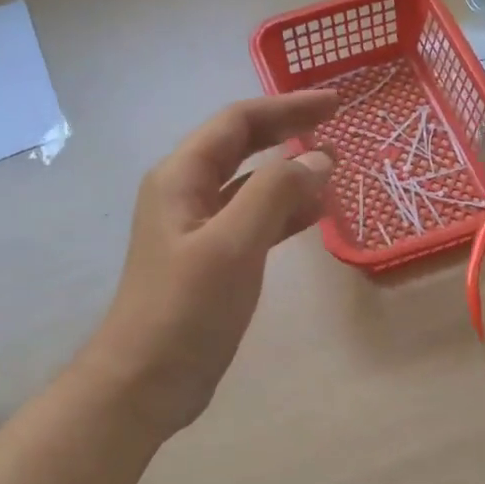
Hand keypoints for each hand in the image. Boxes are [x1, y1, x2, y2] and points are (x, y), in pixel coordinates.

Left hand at [87, 92, 338, 436]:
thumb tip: (318, 158)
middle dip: (287, 132)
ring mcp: (198, 230)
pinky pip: (253, 222)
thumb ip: (276, 194)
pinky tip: (313, 216)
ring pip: (250, 186)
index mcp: (180, 178)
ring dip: (289, 174)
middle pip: (241, 147)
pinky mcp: (212, 262)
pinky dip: (283, 213)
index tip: (335, 104)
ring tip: (334, 169)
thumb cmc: (185, 308)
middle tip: (337, 126)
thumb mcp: (233, 244)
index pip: (237, 123)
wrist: (147, 380)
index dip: (287, 107)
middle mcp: (186, 194)